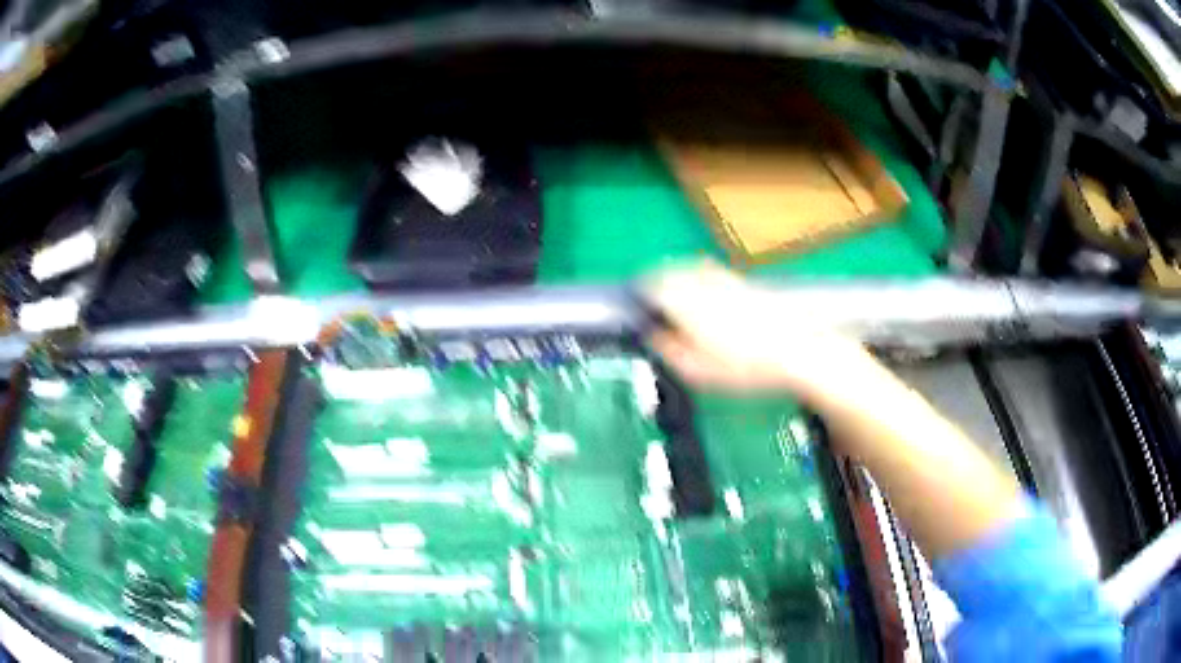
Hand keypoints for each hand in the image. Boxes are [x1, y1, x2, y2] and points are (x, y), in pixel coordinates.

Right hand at [643, 263, 886, 408]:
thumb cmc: (746, 368)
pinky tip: (701, 289)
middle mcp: (703, 283)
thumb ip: (668, 351)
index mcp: (686, 303)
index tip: (634, 305)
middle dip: (654, 281)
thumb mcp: (699, 373)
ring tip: (669, 291)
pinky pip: (710, 270)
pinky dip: (696, 275)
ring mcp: (724, 279)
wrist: (796, 351)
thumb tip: (651, 336)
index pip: (652, 287)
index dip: (639, 295)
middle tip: (647, 297)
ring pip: (689, 267)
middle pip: (669, 272)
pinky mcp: (742, 281)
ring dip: (674, 275)